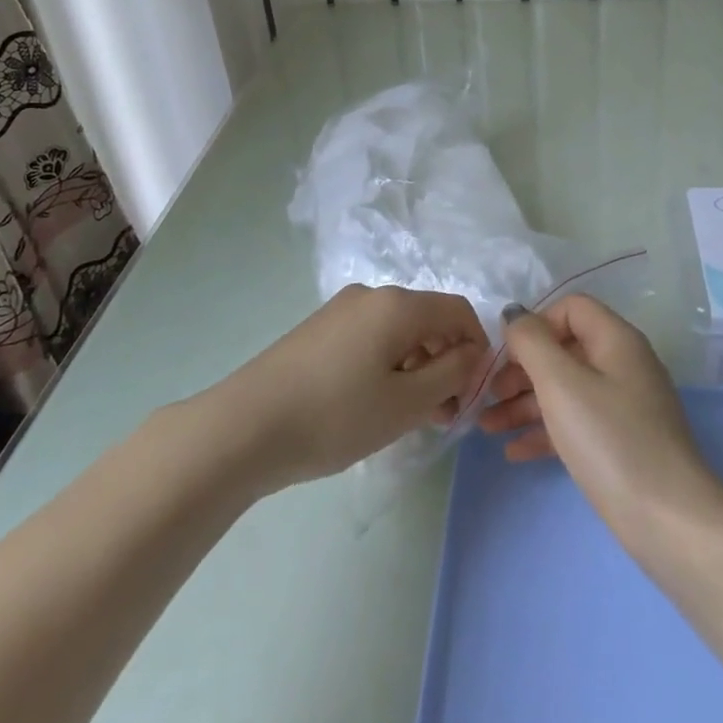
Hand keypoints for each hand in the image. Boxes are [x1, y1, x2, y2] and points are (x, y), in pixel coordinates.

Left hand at [223, 284, 488, 490]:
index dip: (477, 348)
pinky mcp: (319, 330)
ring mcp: (340, 310)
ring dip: (417, 367)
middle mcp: (371, 295)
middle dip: (446, 361)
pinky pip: (370, 338)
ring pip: (398, 331)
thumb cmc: (336, 415)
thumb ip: (452, 374)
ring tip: (411, 416)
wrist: (245, 427)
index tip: (474, 392)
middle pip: (428, 320)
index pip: (459, 311)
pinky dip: (387, 364)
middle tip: (444, 414)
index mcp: (398, 305)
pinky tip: (374, 404)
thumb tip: (473, 353)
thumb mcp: (406, 403)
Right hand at [478, 294, 717, 535]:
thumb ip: (531, 342)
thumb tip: (515, 314)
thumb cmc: (610, 440)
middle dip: (521, 369)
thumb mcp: (561, 384)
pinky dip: (545, 431)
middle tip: (488, 395)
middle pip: (564, 350)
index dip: (535, 325)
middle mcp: (623, 365)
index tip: (506, 356)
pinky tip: (514, 451)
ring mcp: (624, 407)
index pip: (570, 309)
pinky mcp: (622, 444)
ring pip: (566, 390)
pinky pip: (576, 423)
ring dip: (524, 403)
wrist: (669, 521)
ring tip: (487, 427)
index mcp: (616, 340)